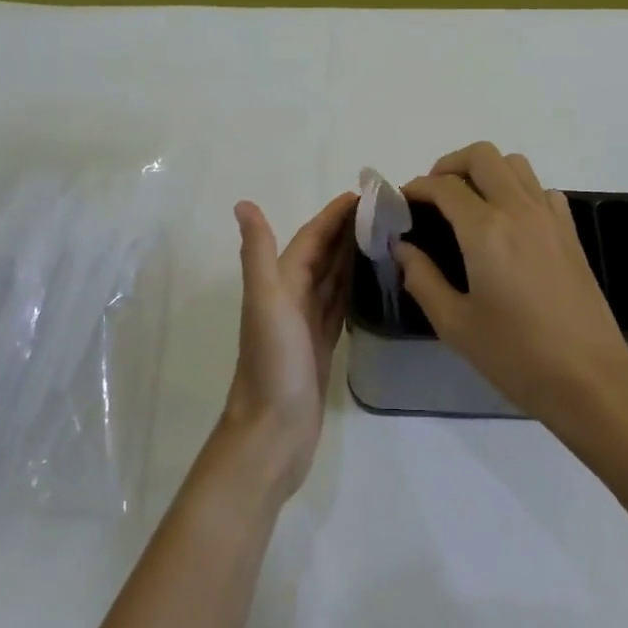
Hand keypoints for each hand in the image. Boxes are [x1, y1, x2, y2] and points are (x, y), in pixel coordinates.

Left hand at [221, 192, 355, 500]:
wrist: (273, 432)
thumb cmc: (273, 364)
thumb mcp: (266, 302)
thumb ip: (258, 253)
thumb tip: (244, 203)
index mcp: (280, 284)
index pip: (311, 239)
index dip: (333, 216)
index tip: (364, 195)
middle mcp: (291, 298)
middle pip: (322, 254)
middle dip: (346, 230)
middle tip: (383, 211)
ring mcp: (306, 324)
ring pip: (332, 278)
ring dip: (351, 256)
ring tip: (382, 236)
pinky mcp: (321, 345)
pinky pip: (339, 305)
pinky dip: (351, 288)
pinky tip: (368, 280)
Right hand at [397, 142, 627, 428]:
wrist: (588, 379)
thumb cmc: (515, 355)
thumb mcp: (455, 324)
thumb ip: (422, 278)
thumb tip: (402, 247)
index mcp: (485, 229)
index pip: (443, 186)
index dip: (416, 188)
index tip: (401, 203)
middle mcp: (518, 209)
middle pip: (482, 155)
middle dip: (449, 165)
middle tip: (433, 196)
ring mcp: (550, 217)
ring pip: (514, 164)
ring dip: (485, 172)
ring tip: (467, 204)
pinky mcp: (570, 231)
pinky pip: (540, 189)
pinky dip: (517, 190)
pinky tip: (507, 223)